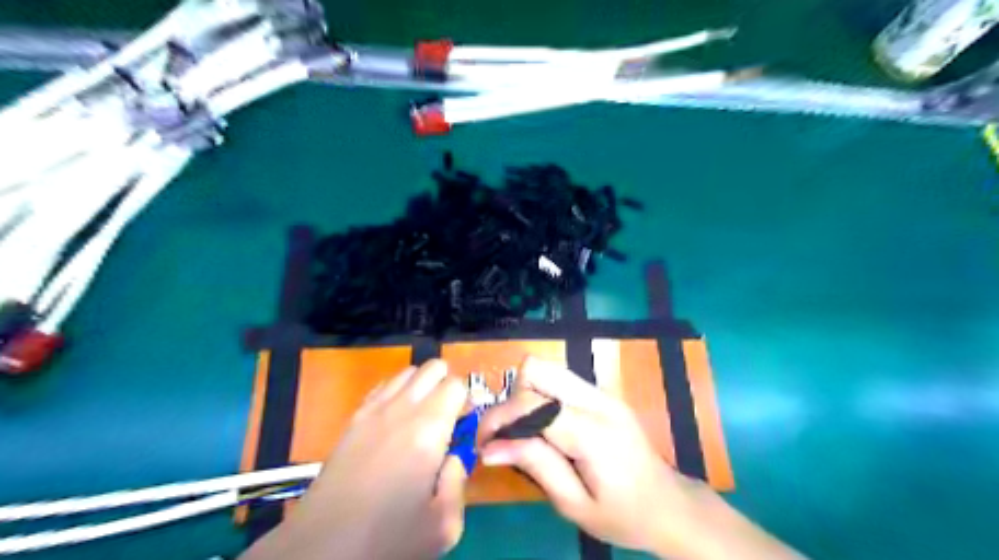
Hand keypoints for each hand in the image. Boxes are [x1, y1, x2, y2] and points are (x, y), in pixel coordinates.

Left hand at [246, 358, 472, 558]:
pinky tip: (396, 422)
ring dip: (423, 386)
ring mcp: (373, 409)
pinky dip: (398, 393)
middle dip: (448, 386)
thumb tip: (454, 456)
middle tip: (449, 418)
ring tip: (423, 419)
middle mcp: (402, 408)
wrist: (321, 547)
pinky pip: (383, 386)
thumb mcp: (444, 525)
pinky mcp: (353, 418)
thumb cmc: (387, 537)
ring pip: (408, 372)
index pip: (458, 385)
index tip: (466, 425)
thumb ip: (459, 480)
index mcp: (428, 429)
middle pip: (434, 368)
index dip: (468, 401)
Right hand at [477, 357, 704, 557]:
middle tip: (509, 435)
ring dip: (526, 396)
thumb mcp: (573, 503)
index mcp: (592, 431)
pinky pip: (560, 381)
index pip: (531, 403)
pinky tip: (546, 429)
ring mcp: (602, 392)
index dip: (499, 418)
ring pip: (547, 369)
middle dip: (513, 398)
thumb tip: (489, 447)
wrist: (668, 504)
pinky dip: (542, 397)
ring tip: (525, 433)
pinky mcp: (602, 394)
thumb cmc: (622, 515)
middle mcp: (597, 400)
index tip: (484, 444)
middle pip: (537, 368)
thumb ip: (534, 465)